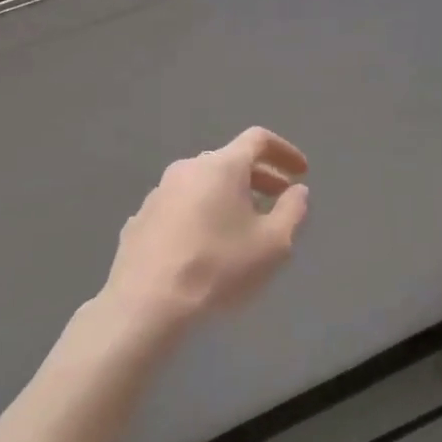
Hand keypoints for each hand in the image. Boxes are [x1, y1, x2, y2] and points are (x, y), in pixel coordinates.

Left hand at [100, 127, 309, 337]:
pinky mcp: (140, 219)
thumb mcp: (273, 244)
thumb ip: (292, 211)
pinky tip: (205, 245)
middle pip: (229, 160)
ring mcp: (158, 193)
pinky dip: (200, 214)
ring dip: (228, 196)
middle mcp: (187, 168)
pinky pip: (180, 206)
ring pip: (202, 183)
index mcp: (221, 166)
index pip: (258, 139)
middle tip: (279, 198)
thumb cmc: (218, 267)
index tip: (301, 172)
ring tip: (244, 225)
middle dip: (259, 176)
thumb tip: (297, 191)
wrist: (146, 302)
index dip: (284, 151)